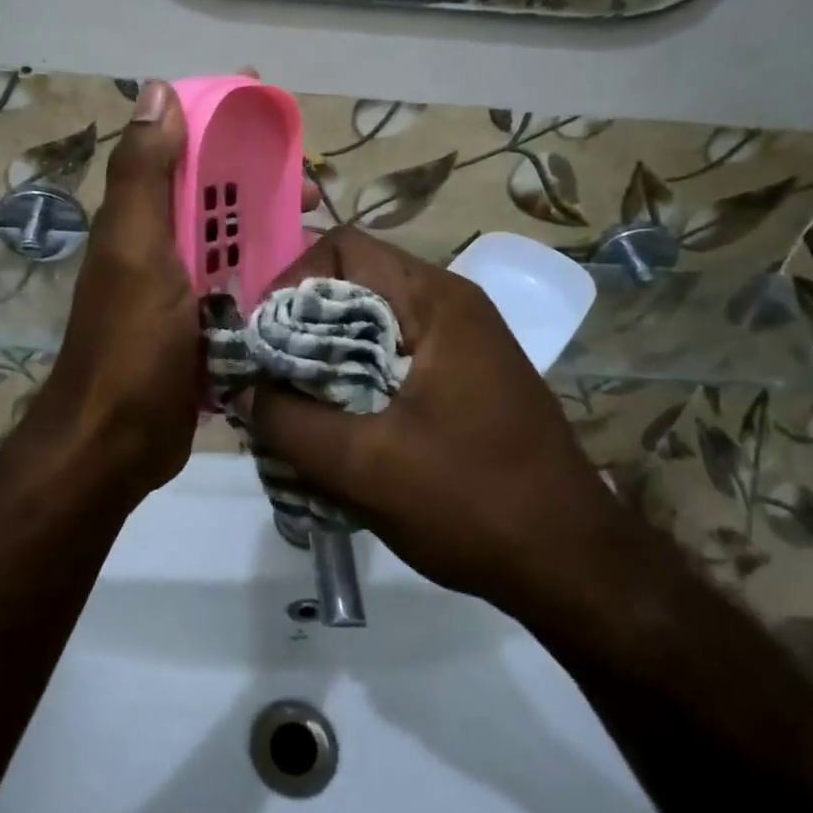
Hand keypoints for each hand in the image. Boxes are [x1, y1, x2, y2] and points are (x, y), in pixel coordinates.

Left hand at [25, 74, 323, 504]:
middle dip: (262, 179)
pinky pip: (244, 286)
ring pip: (235, 240)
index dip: (220, 120)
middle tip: (312, 185)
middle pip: (217, 194)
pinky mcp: (207, 327)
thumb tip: (158, 90)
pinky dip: (272, 274)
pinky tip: (310, 276)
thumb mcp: (135, 250)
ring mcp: (186, 288)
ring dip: (274, 226)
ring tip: (319, 229)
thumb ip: (143, 173)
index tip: (270, 107)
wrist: (119, 440)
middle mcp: (162, 245)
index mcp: (143, 218)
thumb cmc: (129, 341)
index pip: (182, 148)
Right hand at [241, 228, 621, 615]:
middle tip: (267, 377)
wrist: (573, 564)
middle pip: (353, 284)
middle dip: (301, 326)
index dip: (290, 282)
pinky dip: (354, 379)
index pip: (343, 247)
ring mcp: (462, 342)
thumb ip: (289, 422)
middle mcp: (450, 305)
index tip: (263, 339)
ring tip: (293, 406)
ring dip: (325, 358)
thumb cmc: (473, 503)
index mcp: (436, 302)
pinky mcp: (463, 377)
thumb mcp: (364, 467)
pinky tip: (337, 427)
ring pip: (370, 324)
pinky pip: (392, 356)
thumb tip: (239, 388)